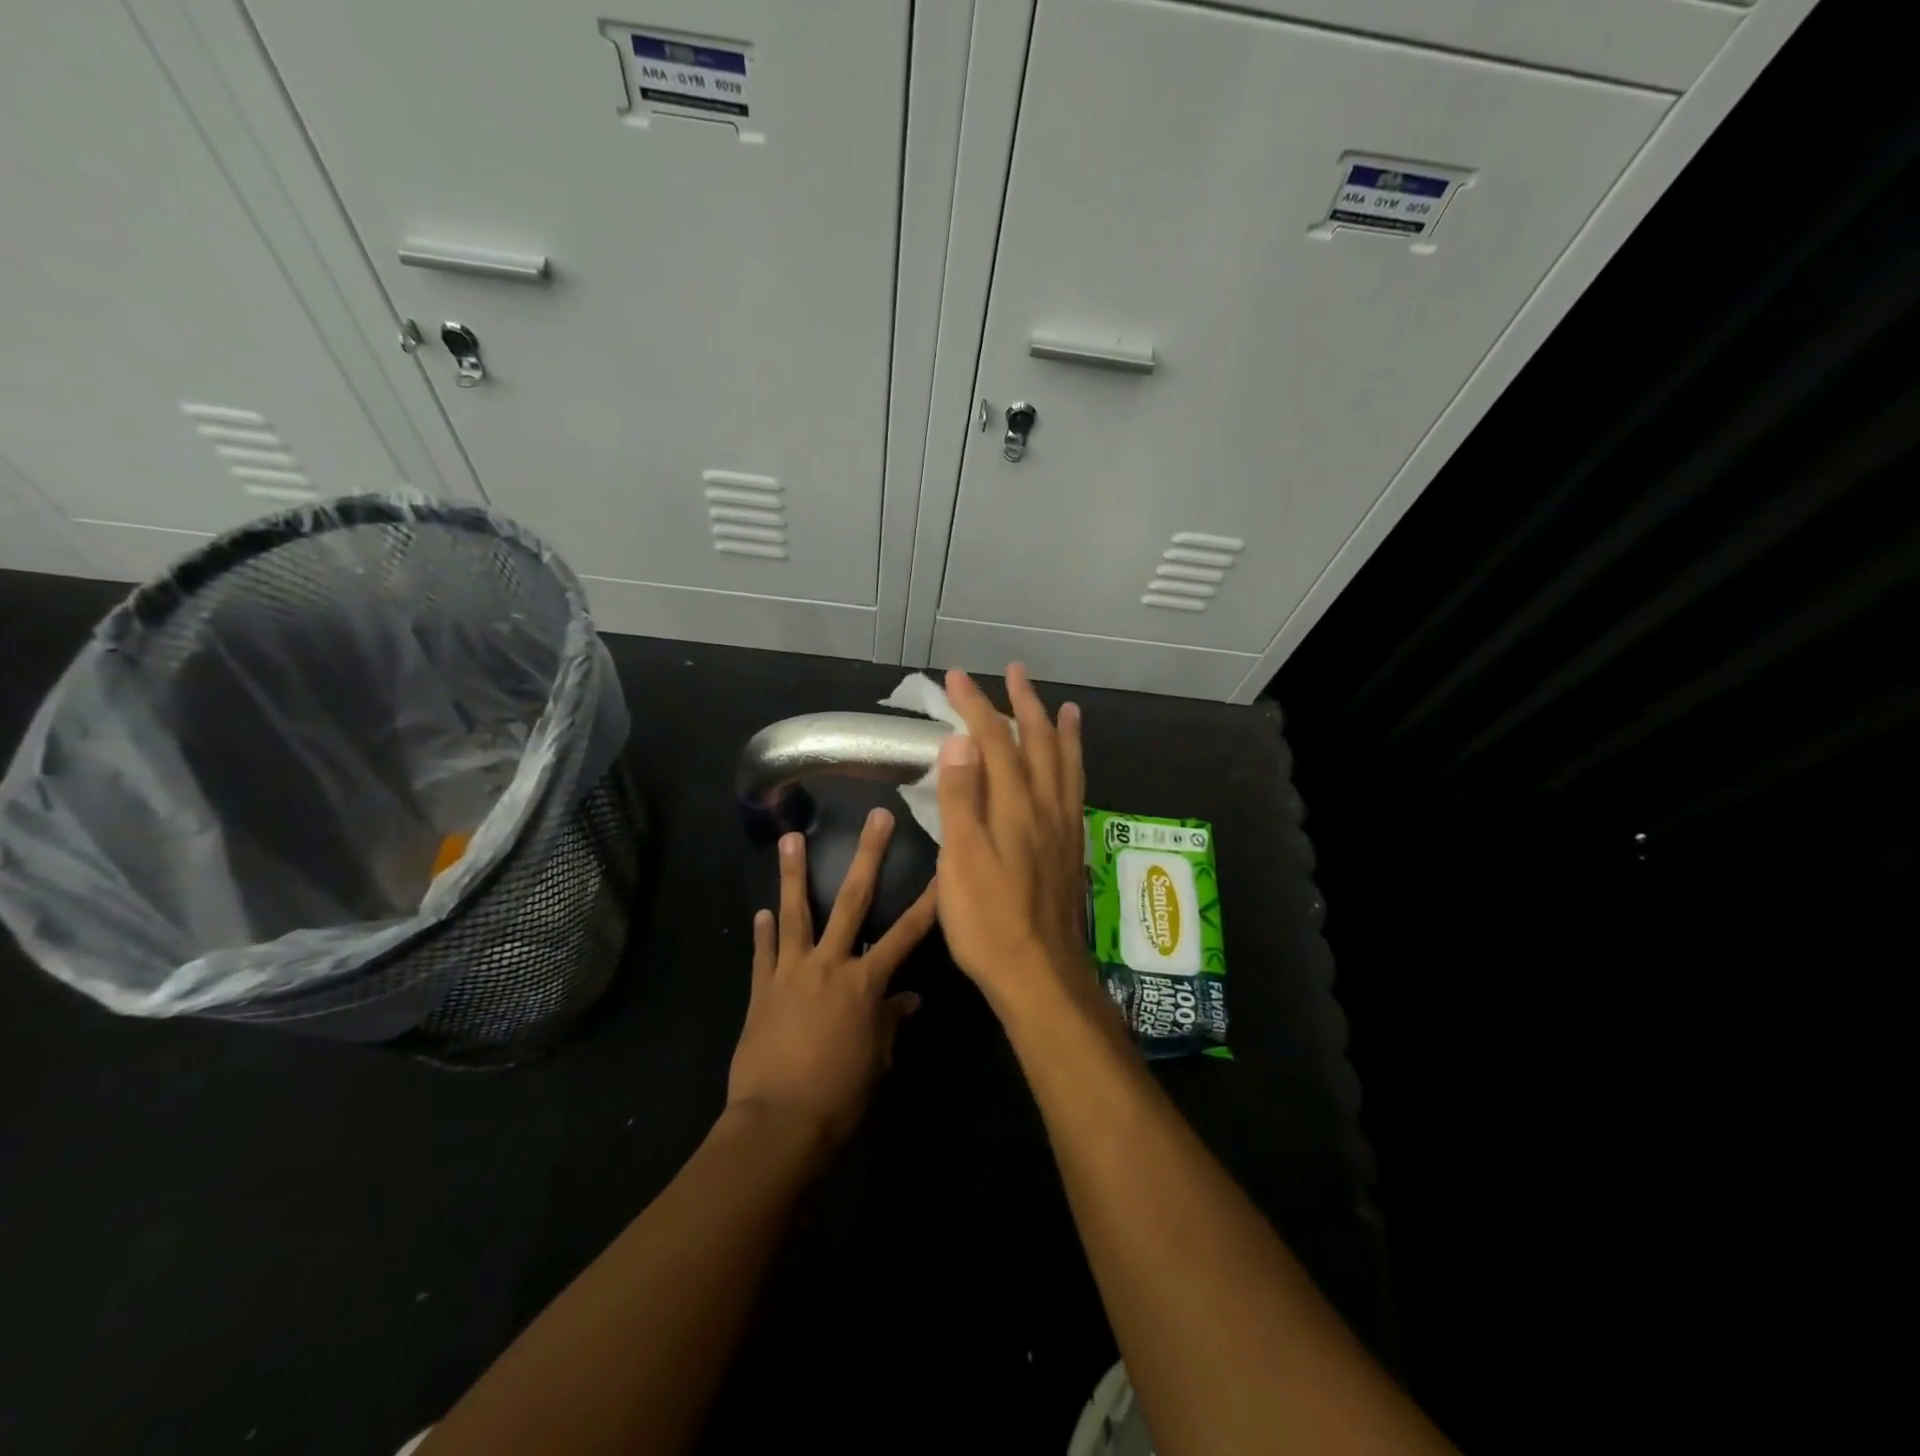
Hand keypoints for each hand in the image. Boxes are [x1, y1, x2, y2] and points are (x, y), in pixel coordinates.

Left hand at [726, 809, 936, 1149]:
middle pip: (852, 900)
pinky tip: (762, 910)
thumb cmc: (839, 1095)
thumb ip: (890, 1021)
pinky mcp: (762, 989)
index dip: (929, 900)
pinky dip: (764, 931)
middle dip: (868, 856)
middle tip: (876, 817)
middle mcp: (830, 964)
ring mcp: (792, 972)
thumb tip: (909, 1000)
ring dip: (793, 873)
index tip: (944, 865)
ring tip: (789, 837)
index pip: (907, 933)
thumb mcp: (876, 1059)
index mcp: (865, 982)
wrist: (778, 1123)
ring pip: (796, 912)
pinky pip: (764, 953)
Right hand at [934, 665, 1103, 1022]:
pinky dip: (1076, 767)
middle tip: (1016, 672)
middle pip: (1038, 743)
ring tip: (1066, 707)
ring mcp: (1064, 827)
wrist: (1040, 974)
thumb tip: (961, 740)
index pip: (994, 740)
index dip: (975, 705)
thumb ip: (962, 797)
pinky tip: (1074, 771)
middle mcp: (1045, 806)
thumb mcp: (961, 859)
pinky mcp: (1072, 849)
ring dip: (1062, 731)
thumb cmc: (989, 920)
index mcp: (1014, 805)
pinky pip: (1077, 791)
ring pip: (1067, 765)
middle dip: (1025, 703)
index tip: (956, 677)